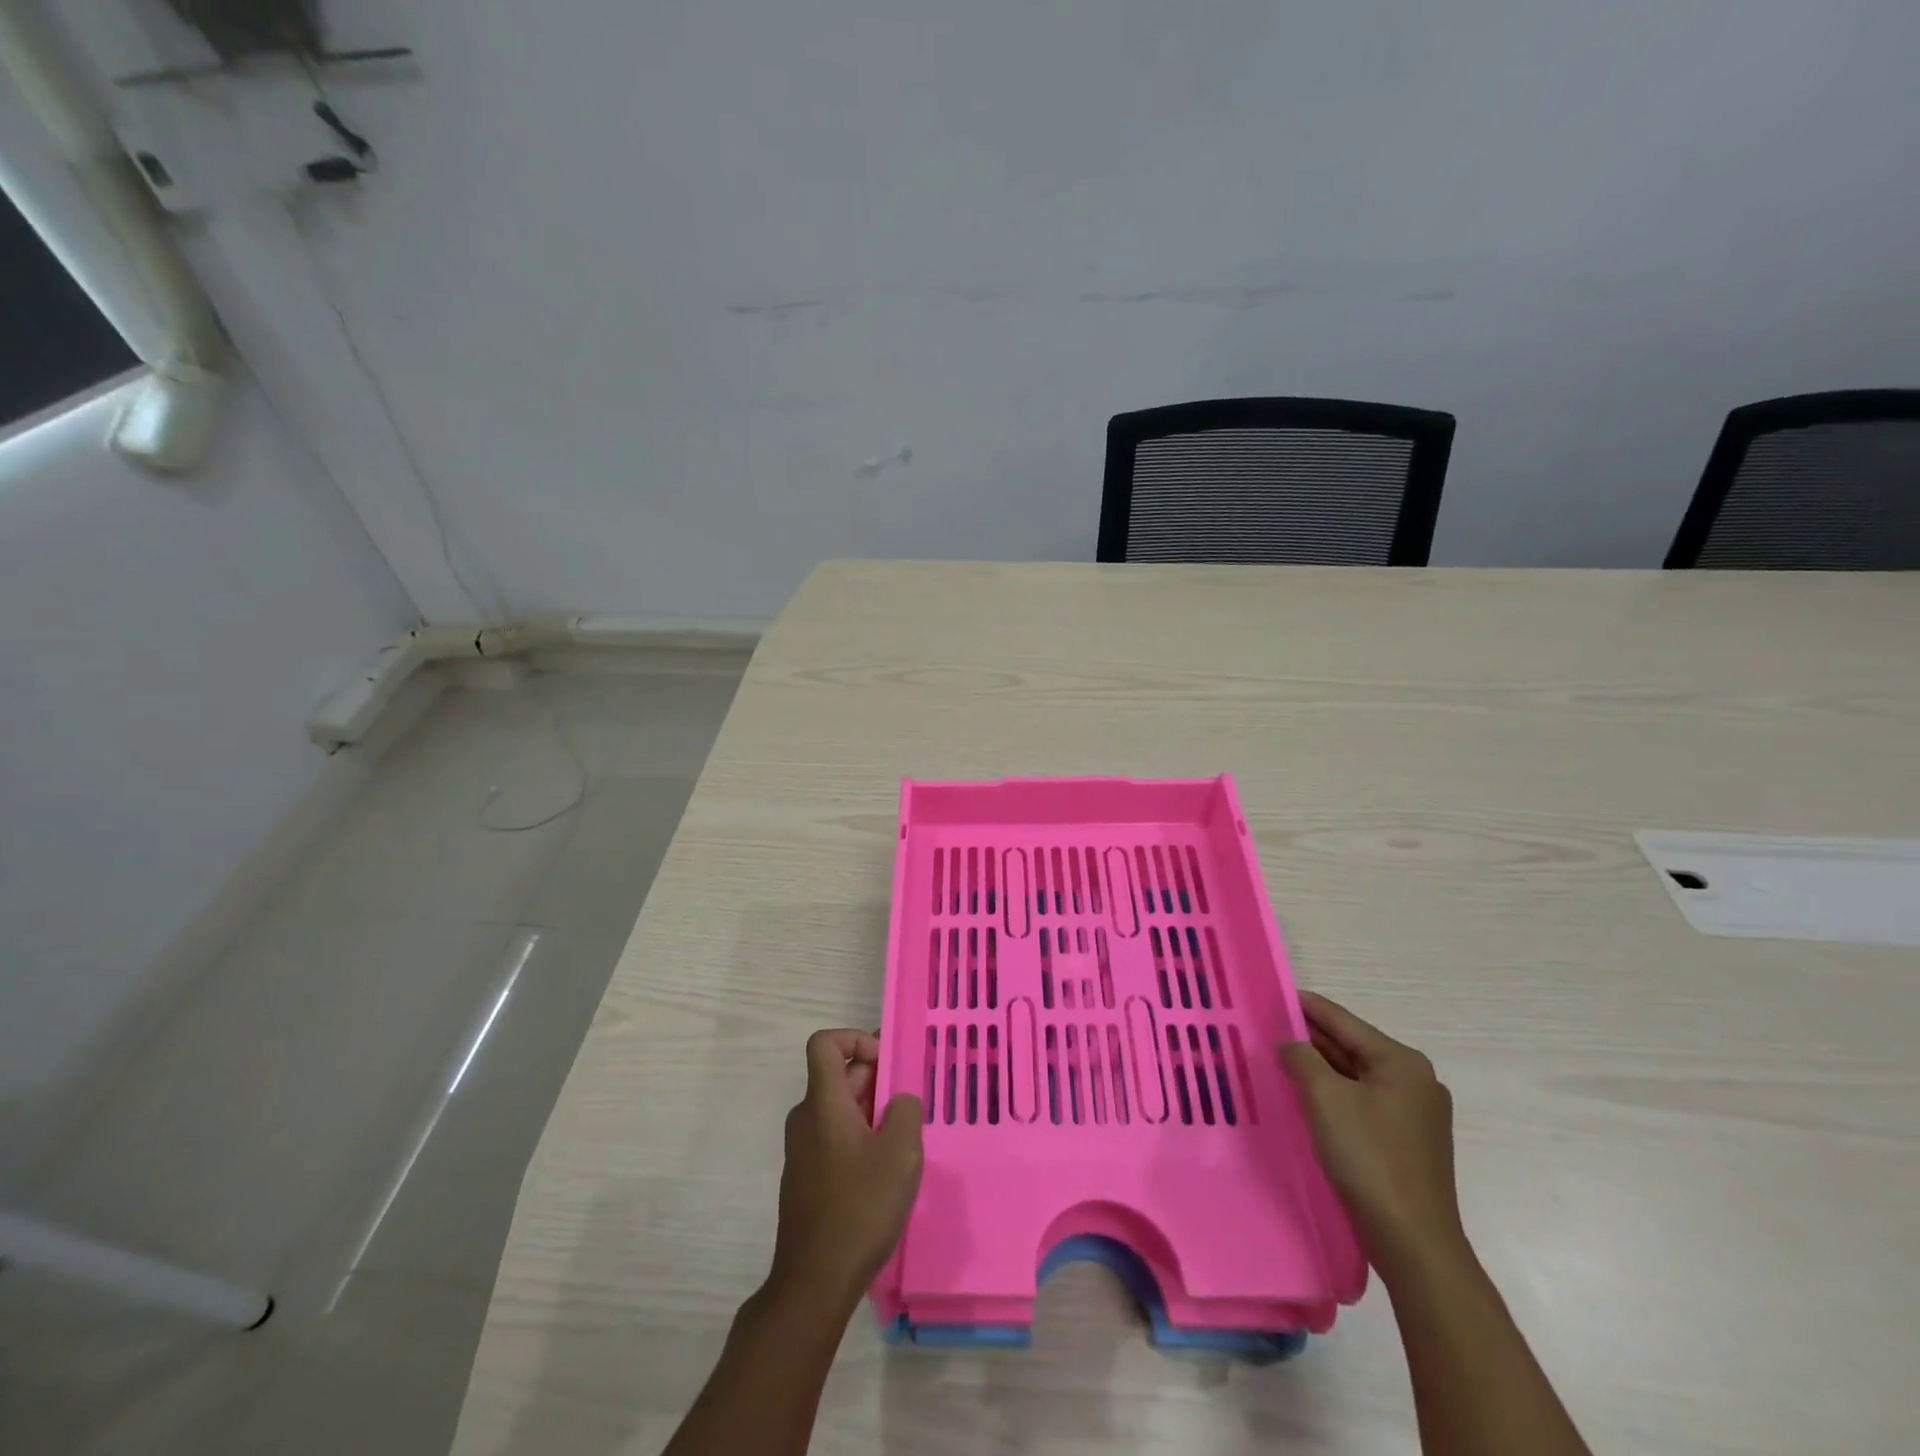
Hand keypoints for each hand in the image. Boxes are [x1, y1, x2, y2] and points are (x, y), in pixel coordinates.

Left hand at [768, 1030, 923, 1311]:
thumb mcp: (900, 1153)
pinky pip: (835, 1136)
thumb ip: (906, 1111)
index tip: (886, 1065)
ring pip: (840, 1108)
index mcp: (823, 1103)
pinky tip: (883, 1172)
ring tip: (903, 1142)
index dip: (856, 1039)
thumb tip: (900, 1101)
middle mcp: (806, 1117)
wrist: (814, 1282)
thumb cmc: (859, 1209)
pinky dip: (860, 1137)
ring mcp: (803, 1149)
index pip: (825, 1043)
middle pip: (839, 1075)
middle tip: (910, 1107)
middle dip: (876, 1080)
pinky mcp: (807, 1176)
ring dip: (872, 1111)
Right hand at [1278, 992, 1465, 1276]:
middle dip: (1309, 1038)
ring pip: (1354, 1076)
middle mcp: (1414, 1081)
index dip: (1305, 1006)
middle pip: (1351, 1046)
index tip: (1271, 994)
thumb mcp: (1324, 1098)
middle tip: (1266, 1027)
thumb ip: (1301, 1058)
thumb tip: (1288, 1044)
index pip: (1343, 1021)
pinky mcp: (1405, 1141)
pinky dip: (1332, 1094)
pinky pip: (1361, 1102)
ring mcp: (1413, 1114)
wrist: (1413, 1243)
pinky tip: (1304, 1097)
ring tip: (1277, 1058)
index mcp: (1401, 1063)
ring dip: (1318, 1067)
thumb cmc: (1369, 1159)